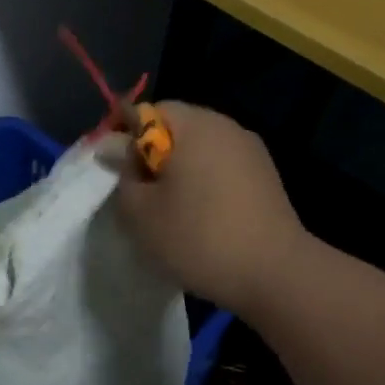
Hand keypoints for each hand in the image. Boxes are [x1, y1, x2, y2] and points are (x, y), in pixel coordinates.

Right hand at [108, 102, 306, 313]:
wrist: (275, 274)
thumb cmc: (199, 237)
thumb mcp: (141, 212)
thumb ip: (122, 174)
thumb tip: (114, 147)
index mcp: (193, 125)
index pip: (145, 111)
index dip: (120, 133)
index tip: (109, 166)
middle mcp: (225, 126)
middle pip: (174, 127)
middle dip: (149, 153)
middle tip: (134, 191)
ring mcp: (250, 150)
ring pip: (199, 148)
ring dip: (176, 170)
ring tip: (165, 208)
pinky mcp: (265, 176)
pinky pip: (221, 166)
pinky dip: (202, 182)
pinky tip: (198, 217)